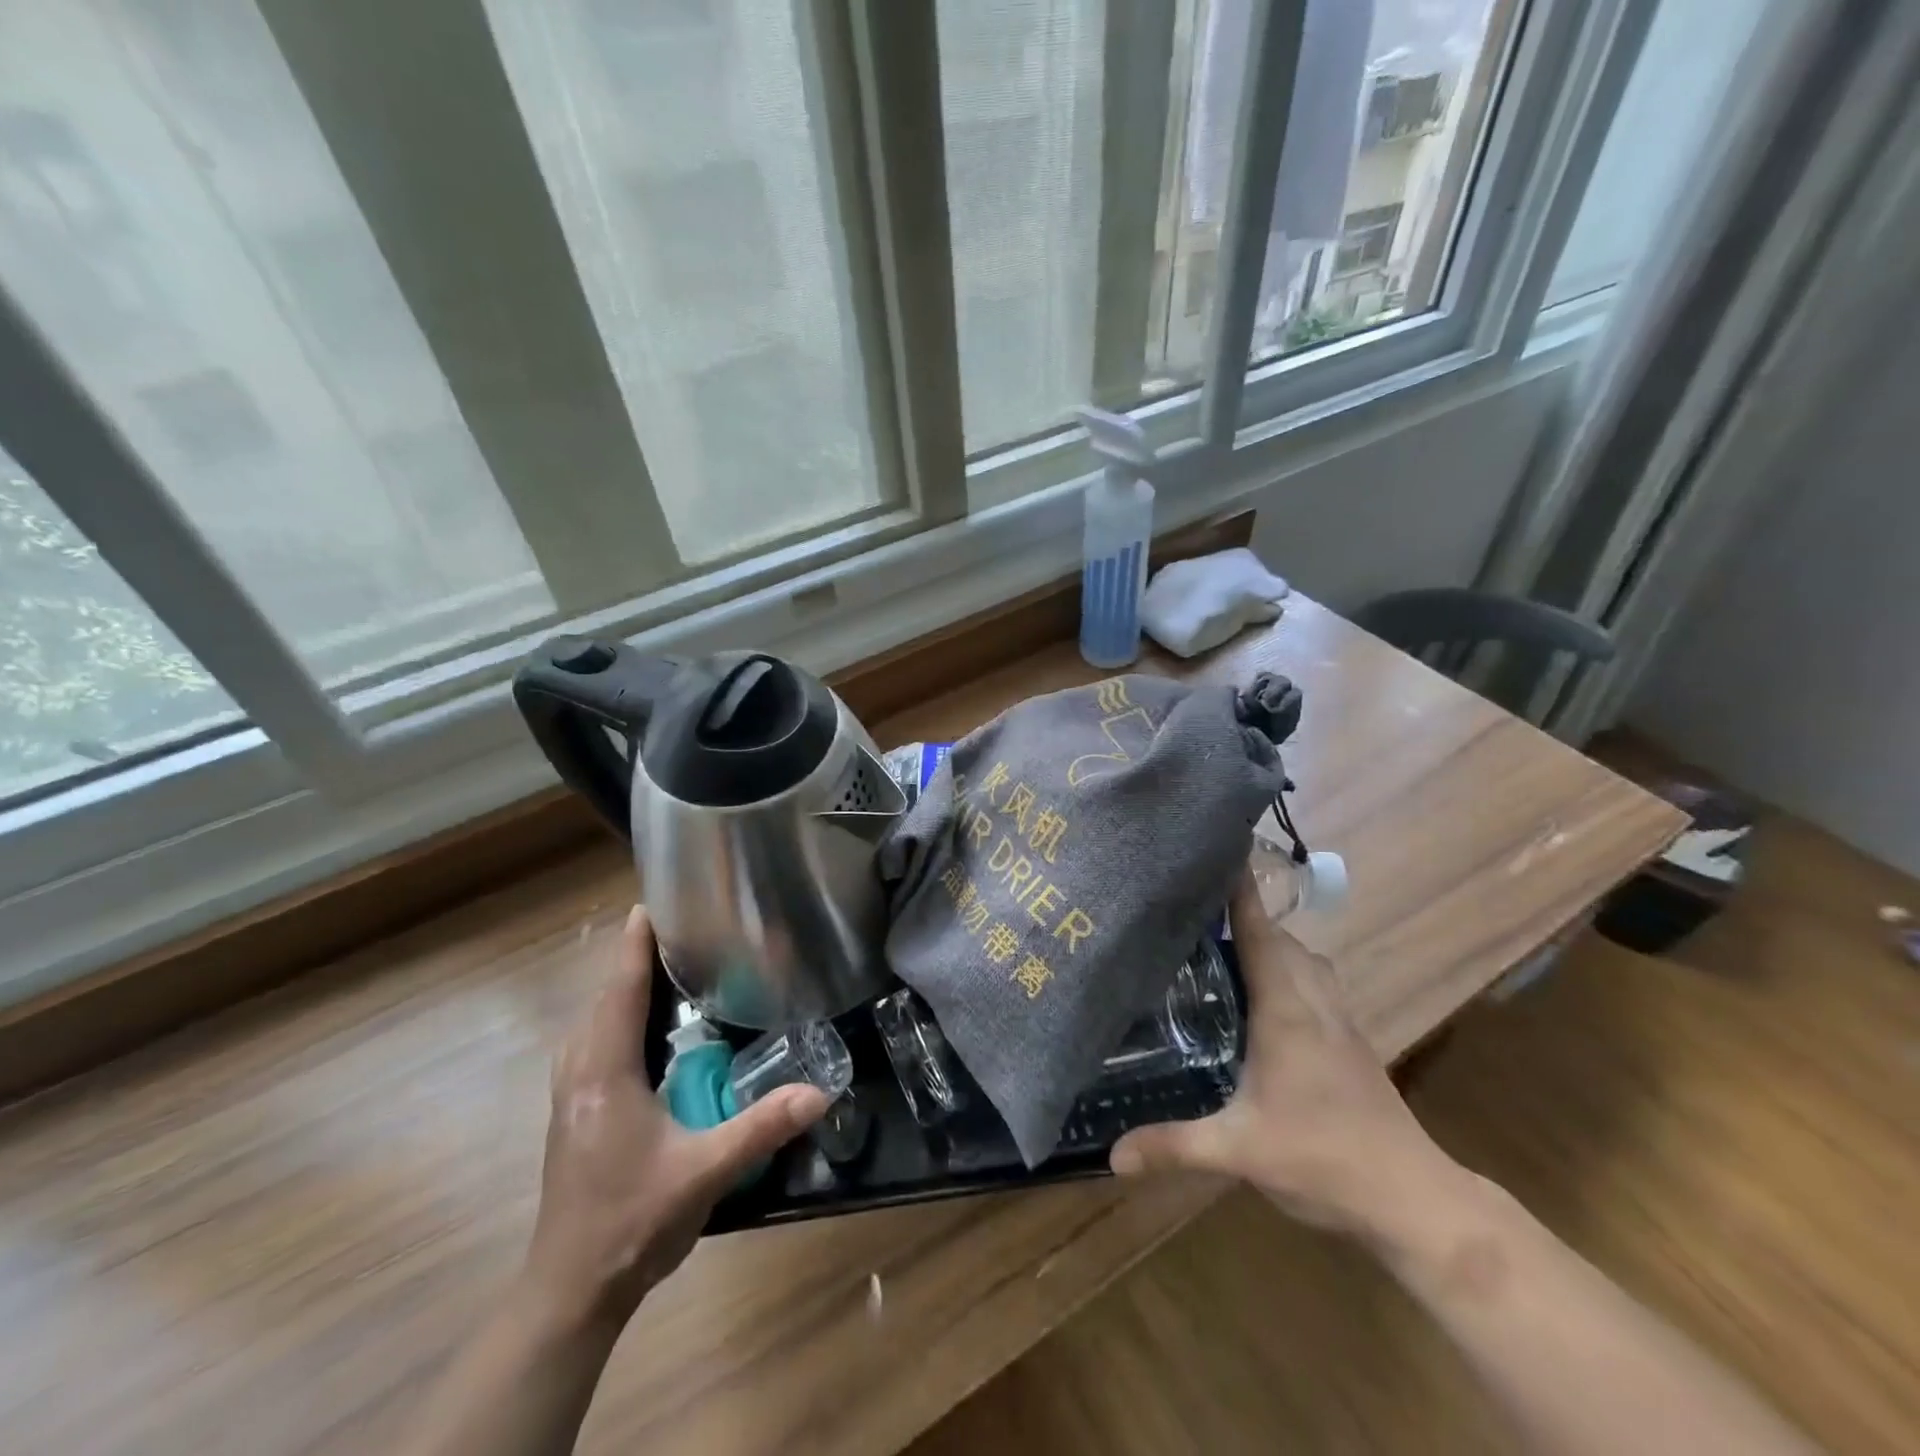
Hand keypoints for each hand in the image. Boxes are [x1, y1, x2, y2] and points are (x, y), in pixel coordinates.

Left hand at [520, 906, 828, 1334]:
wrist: (570, 1290)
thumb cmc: (632, 1222)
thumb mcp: (704, 1172)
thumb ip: (761, 1128)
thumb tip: (820, 1091)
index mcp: (605, 1074)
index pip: (619, 992)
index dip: (634, 946)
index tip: (651, 905)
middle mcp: (580, 1075)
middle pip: (602, 1000)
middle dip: (631, 959)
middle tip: (673, 929)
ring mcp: (569, 1096)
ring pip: (591, 1023)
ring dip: (619, 988)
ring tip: (658, 966)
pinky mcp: (572, 1114)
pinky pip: (590, 1045)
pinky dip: (612, 1018)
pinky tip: (638, 1028)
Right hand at [1110, 873, 1460, 1240]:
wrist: (1412, 1198)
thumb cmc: (1323, 1159)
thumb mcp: (1238, 1152)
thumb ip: (1173, 1146)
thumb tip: (1111, 1155)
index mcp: (1285, 1008)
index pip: (1257, 932)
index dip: (1238, 891)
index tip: (1216, 850)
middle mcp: (1313, 1000)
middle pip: (1278, 937)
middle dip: (1241, 915)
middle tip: (1191, 910)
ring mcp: (1338, 1019)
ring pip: (1303, 957)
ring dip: (1269, 942)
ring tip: (1223, 949)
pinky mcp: (1351, 1039)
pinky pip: (1315, 981)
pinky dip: (1288, 967)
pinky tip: (1265, 996)